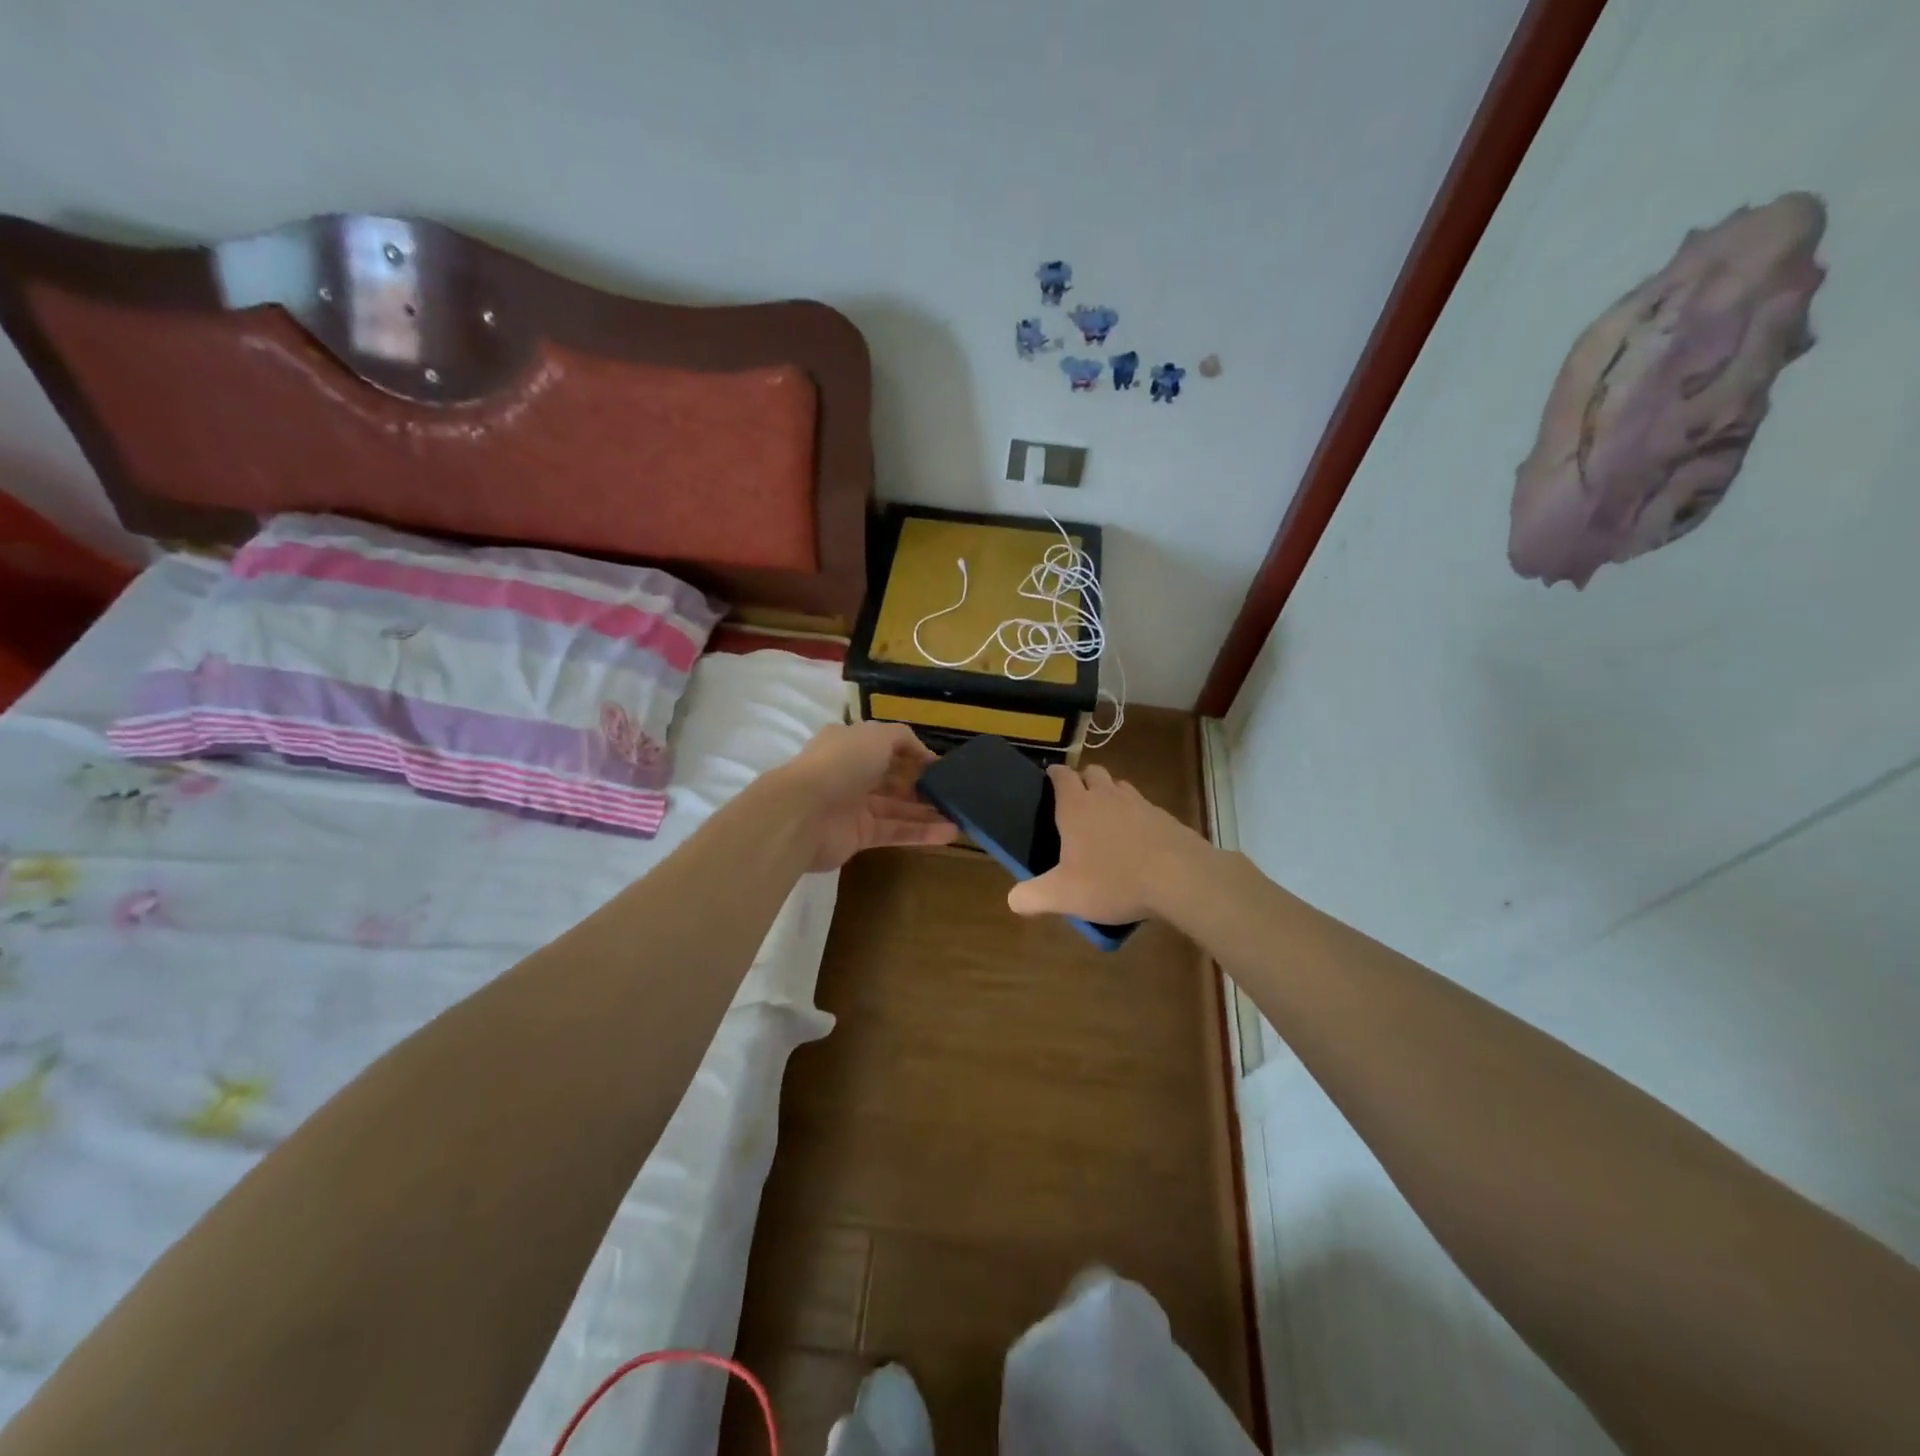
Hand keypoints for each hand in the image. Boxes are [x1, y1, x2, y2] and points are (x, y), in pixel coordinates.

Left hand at [774, 721, 959, 871]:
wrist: (803, 814)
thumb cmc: (840, 764)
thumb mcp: (876, 735)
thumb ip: (903, 738)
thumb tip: (924, 754)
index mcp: (850, 744)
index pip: (886, 747)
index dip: (914, 754)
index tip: (941, 766)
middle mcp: (851, 773)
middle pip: (894, 779)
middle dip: (922, 784)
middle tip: (953, 791)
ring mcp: (855, 807)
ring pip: (898, 808)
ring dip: (928, 811)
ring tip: (961, 814)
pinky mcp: (860, 836)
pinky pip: (896, 831)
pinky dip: (922, 832)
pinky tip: (950, 832)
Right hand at [1007, 764, 1212, 923]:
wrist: (1180, 878)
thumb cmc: (1113, 880)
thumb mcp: (1064, 895)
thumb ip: (1033, 896)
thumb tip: (1013, 900)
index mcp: (1077, 806)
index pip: (1061, 776)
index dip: (1054, 775)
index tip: (1048, 781)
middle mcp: (1106, 796)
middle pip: (1092, 772)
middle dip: (1083, 780)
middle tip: (1077, 804)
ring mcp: (1139, 803)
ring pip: (1119, 786)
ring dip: (1110, 795)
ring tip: (1106, 821)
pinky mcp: (1164, 817)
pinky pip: (1143, 807)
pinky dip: (1135, 816)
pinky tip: (1136, 841)